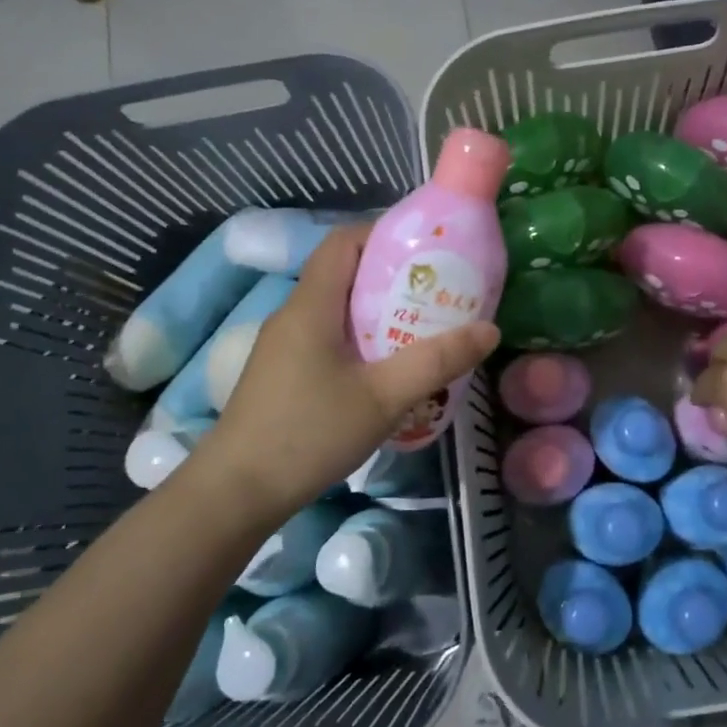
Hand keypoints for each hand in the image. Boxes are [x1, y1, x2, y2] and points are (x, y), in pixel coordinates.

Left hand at [188, 225, 498, 523]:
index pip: (344, 242)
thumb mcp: (383, 398)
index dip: (384, 234)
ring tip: (422, 329)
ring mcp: (284, 345)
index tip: (428, 251)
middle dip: (393, 277)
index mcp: (311, 305)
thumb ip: (437, 361)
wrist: (237, 492)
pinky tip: (386, 370)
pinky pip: (328, 337)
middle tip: (438, 293)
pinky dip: (360, 339)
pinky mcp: (283, 372)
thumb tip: (489, 329)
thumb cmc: (309, 434)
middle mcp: (294, 314)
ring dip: (378, 311)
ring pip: (337, 309)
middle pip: (344, 273)